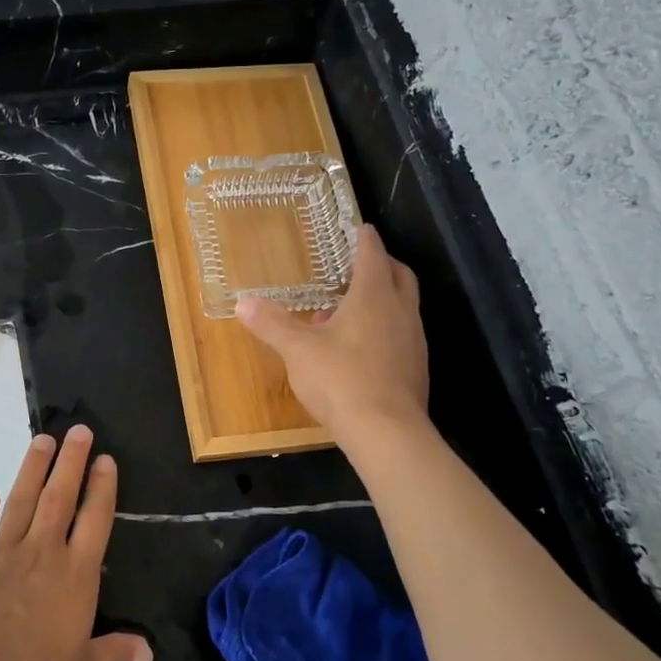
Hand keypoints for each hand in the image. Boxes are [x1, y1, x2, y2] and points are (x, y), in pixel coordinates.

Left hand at [0, 425, 152, 660]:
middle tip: (78, 430)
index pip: (94, 521)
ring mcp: (0, 555)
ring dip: (32, 471)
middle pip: (59, 498)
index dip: (102, 488)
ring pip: (21, 502)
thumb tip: (148, 650)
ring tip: (41, 441)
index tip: (105, 459)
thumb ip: (113, 655)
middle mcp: (40, 554)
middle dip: (70, 462)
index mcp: (74, 576)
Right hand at [237, 223, 430, 444]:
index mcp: (373, 297)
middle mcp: (400, 312)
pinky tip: (360, 347)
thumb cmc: (341, 380)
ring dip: (383, 298)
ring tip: (351, 308)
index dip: (365, 239)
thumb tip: (243, 303)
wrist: (387, 432)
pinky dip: (385, 327)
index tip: (359, 228)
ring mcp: (413, 341)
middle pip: (399, 275)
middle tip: (359, 263)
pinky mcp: (416, 368)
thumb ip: (272, 324)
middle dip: (382, 264)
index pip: (373, 255)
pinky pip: (402, 334)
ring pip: (403, 306)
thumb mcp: (297, 350)